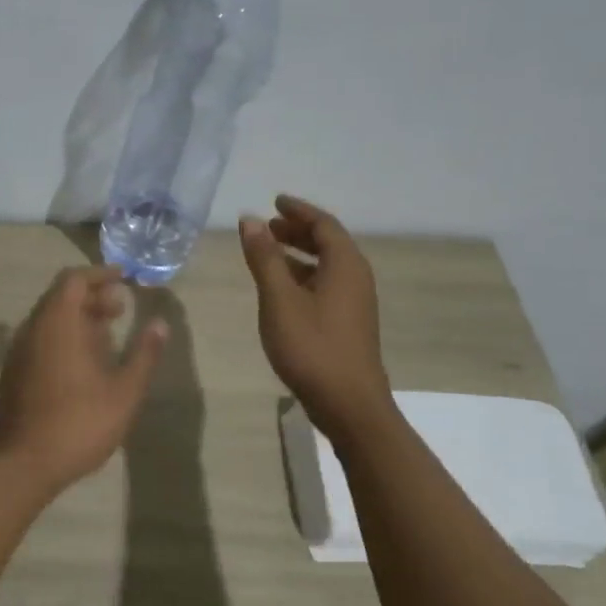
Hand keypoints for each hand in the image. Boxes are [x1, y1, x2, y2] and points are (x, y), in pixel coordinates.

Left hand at [0, 265, 168, 490]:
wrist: (23, 464)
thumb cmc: (79, 423)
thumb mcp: (124, 391)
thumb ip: (144, 354)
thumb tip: (160, 324)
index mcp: (57, 323)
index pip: (74, 279)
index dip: (99, 274)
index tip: (123, 279)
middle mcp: (32, 329)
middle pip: (60, 297)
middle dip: (91, 296)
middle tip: (120, 309)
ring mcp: (18, 351)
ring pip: (48, 320)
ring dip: (77, 318)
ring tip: (106, 336)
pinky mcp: (13, 372)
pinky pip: (39, 339)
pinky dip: (62, 337)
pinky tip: (82, 363)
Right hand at [240, 194, 393, 430]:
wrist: (349, 404)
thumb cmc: (312, 347)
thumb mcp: (279, 299)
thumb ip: (264, 258)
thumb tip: (250, 220)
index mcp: (345, 265)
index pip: (323, 224)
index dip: (298, 211)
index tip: (275, 201)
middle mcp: (356, 278)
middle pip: (328, 242)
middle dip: (297, 231)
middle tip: (267, 226)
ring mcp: (355, 303)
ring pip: (327, 265)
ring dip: (299, 254)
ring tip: (268, 252)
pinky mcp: (348, 323)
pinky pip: (326, 284)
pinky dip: (303, 275)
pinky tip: (282, 289)